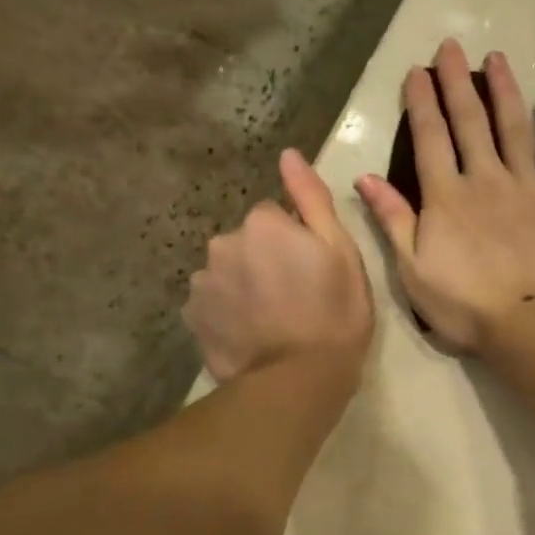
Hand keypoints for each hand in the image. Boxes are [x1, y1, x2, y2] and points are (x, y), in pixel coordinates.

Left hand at [183, 149, 372, 381]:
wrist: (298, 380)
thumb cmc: (334, 314)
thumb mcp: (342, 252)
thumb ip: (312, 199)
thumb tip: (288, 154)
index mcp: (263, 223)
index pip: (276, 217)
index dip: (297, 242)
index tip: (313, 271)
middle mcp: (224, 242)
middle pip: (247, 242)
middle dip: (266, 260)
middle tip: (296, 297)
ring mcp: (203, 281)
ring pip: (228, 272)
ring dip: (245, 285)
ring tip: (272, 320)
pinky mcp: (193, 316)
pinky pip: (213, 302)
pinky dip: (228, 312)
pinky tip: (251, 334)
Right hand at [356, 40, 534, 354]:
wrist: (531, 324)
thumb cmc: (466, 305)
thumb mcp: (413, 271)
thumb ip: (393, 220)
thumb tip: (366, 178)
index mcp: (446, 196)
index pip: (430, 138)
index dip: (421, 102)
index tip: (417, 70)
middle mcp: (485, 178)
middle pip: (470, 121)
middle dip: (457, 82)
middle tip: (451, 46)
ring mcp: (528, 185)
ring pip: (514, 126)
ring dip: (503, 89)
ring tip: (496, 58)